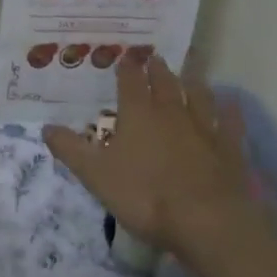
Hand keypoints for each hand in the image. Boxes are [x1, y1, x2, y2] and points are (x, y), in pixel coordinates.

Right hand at [42, 54, 274, 265]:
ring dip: (192, 80)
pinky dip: (228, 109)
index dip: (126, 67)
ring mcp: (205, 128)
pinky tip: (229, 103)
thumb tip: (46, 127)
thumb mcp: (96, 176)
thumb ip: (71, 149)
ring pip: (198, 94)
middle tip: (154, 55)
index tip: (125, 56)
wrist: (207, 221)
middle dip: (157, 68)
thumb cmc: (145, 195)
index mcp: (138, 114)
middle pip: (165, 82)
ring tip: (189, 69)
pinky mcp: (230, 147)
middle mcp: (171, 112)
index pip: (130, 81)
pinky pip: (229, 121)